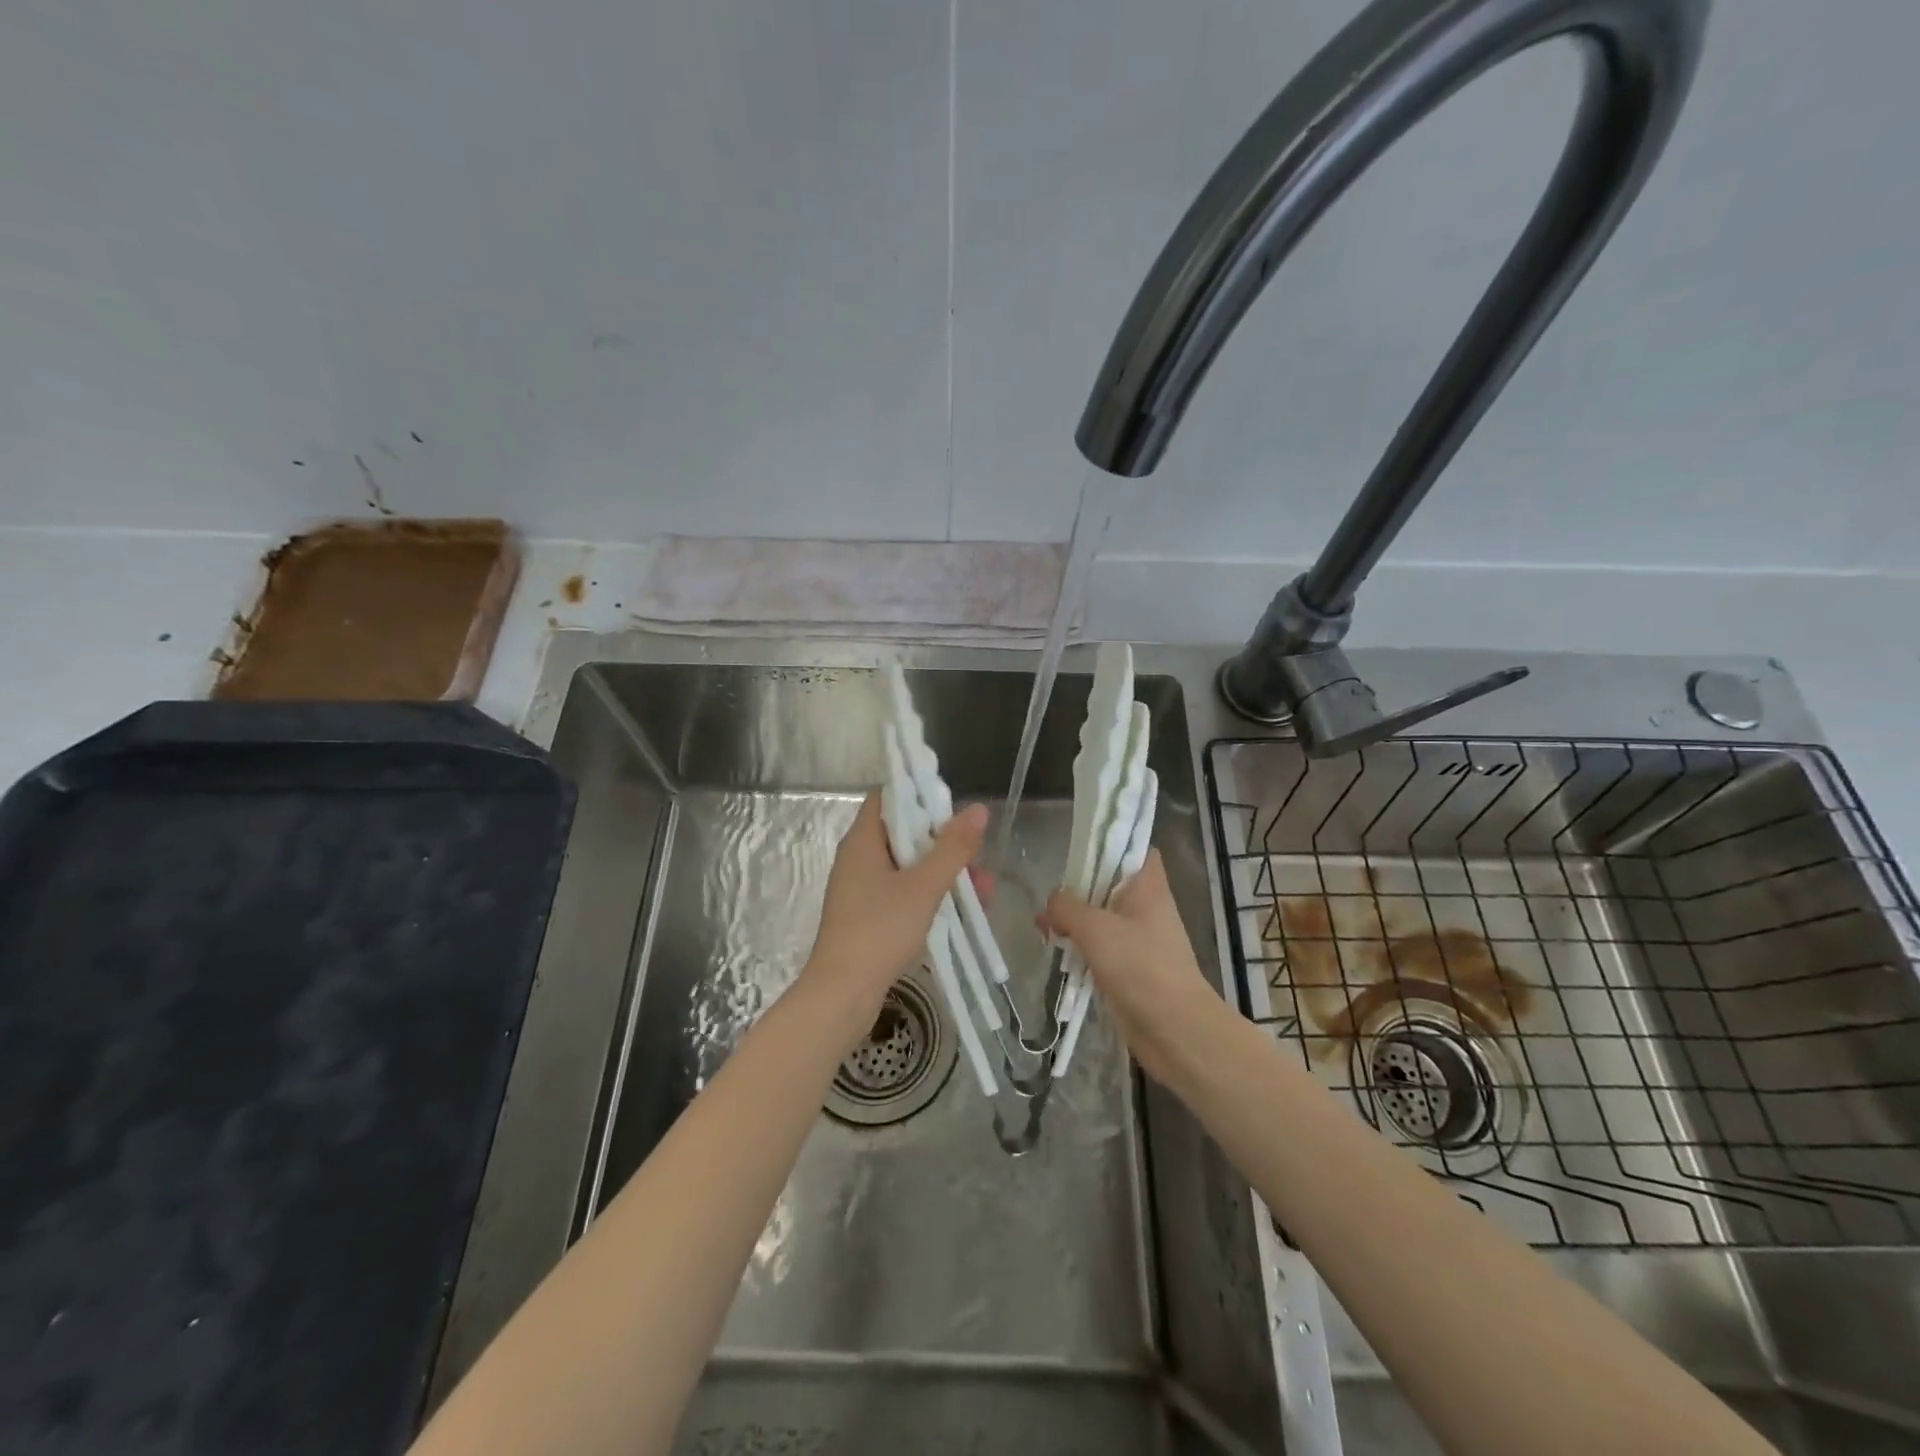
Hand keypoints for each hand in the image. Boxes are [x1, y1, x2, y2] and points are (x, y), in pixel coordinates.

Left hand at [804, 792, 987, 1031]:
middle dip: (943, 841)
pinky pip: (903, 892)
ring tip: (985, 887)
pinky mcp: (868, 915)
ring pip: (908, 866)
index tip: (952, 805)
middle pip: (903, 832)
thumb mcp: (924, 886)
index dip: (918, 794)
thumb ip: (953, 847)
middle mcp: (858, 858)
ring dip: (944, 871)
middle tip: (977, 852)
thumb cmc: (880, 930)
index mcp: (862, 840)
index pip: (887, 797)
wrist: (842, 993)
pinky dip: (930, 894)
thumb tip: (978, 809)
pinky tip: (964, 909)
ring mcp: (861, 889)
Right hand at [1044, 850, 1226, 1086]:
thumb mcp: (1095, 928)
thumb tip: (1052, 902)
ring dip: (1076, 922)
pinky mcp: (1131, 969)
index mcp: (1148, 887)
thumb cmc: (1140, 966)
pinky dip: (1081, 949)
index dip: (1111, 844)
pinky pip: (1102, 949)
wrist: (1174, 1029)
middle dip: (1079, 889)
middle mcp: (1147, 908)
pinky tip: (1057, 953)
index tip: (1081, 849)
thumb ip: (1067, 907)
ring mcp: (1140, 940)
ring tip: (1044, 928)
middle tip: (1051, 898)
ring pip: (1103, 918)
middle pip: (1110, 884)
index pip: (1136, 849)